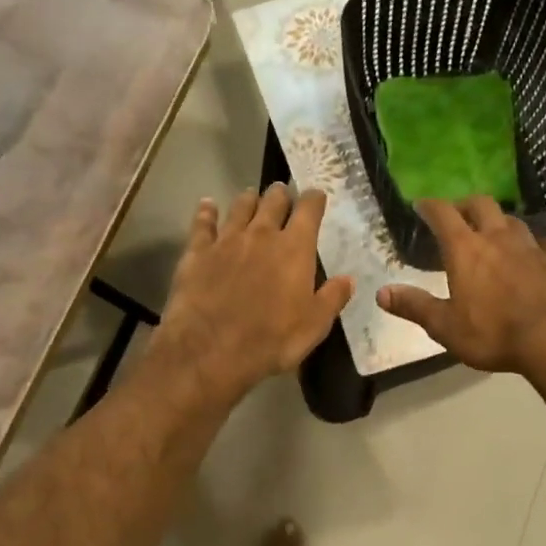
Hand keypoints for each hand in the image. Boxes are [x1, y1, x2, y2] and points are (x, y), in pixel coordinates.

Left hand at [151, 184, 352, 405]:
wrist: (210, 350)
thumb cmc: (271, 340)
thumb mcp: (314, 326)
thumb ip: (332, 298)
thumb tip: (348, 279)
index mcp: (295, 249)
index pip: (309, 210)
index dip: (314, 199)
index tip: (316, 196)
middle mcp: (261, 234)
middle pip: (273, 201)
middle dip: (280, 195)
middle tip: (282, 195)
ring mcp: (226, 240)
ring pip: (240, 207)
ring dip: (248, 200)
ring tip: (251, 197)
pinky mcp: (197, 252)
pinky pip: (202, 223)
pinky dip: (206, 212)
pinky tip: (207, 205)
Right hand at [377, 197, 545, 379]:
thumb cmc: (495, 333)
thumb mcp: (446, 326)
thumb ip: (414, 307)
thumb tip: (381, 293)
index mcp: (466, 250)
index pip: (443, 214)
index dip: (430, 206)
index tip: (421, 204)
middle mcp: (499, 238)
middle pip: (482, 204)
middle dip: (466, 205)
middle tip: (458, 214)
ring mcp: (532, 246)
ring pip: (513, 220)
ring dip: (499, 222)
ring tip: (493, 233)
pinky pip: (543, 242)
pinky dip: (533, 243)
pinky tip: (534, 252)